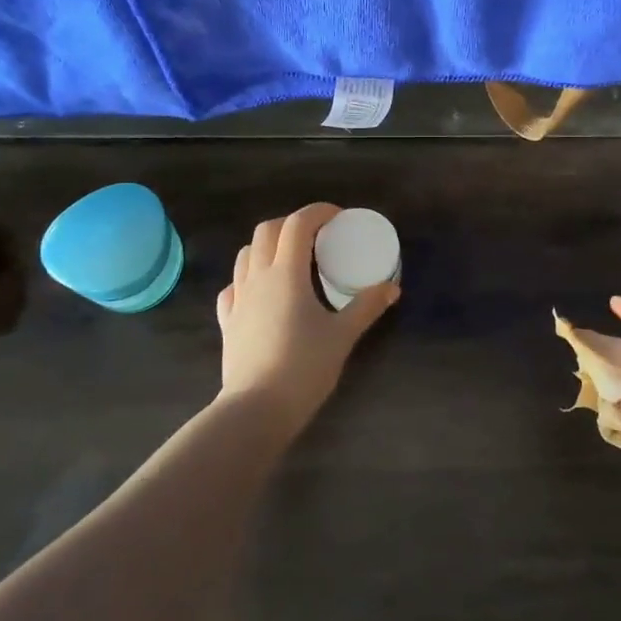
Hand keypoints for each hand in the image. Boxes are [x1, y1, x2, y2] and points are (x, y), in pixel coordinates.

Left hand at [215, 204, 398, 425]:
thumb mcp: (343, 335)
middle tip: (316, 237)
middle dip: (291, 224)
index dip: (318, 212)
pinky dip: (248, 278)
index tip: (338, 218)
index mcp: (286, 274)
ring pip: (246, 254)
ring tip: (291, 261)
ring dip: (267, 246)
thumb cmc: (304, 366)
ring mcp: (238, 299)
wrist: (257, 408)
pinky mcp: (228, 322)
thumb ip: (367, 307)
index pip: (297, 225)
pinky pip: (233, 286)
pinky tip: (262, 293)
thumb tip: (392, 287)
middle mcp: (258, 277)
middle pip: (267, 231)